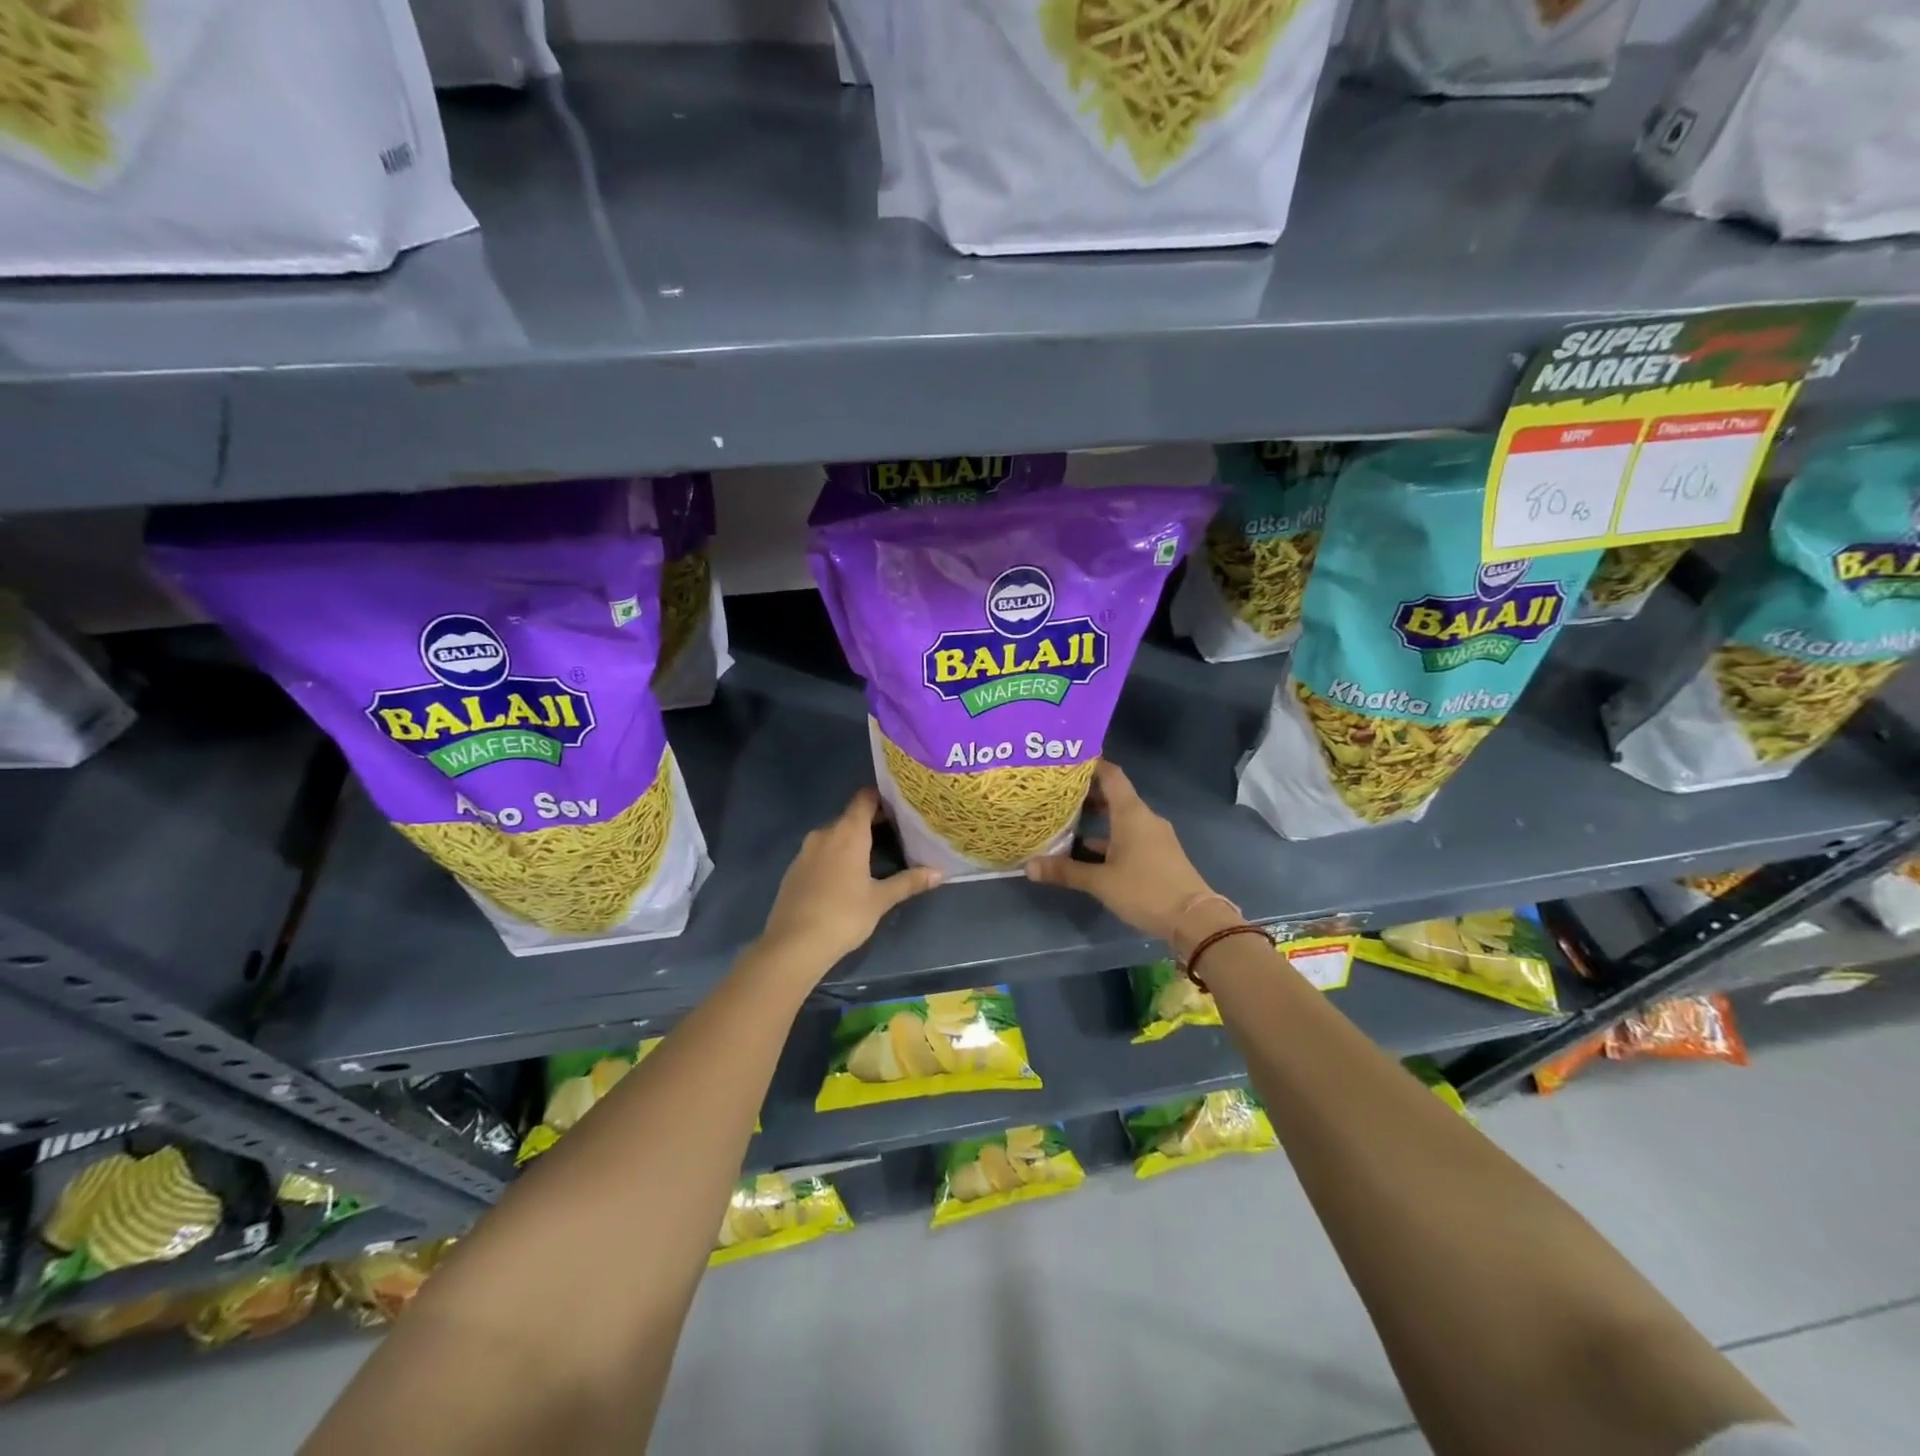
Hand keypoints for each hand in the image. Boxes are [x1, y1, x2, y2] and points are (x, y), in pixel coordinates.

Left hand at [759, 788, 941, 970]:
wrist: (793, 944)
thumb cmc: (843, 915)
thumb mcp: (880, 900)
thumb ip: (909, 882)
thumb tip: (940, 872)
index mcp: (847, 833)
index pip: (865, 798)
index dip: (882, 797)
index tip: (901, 805)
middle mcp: (824, 833)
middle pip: (851, 816)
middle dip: (872, 821)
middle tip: (897, 833)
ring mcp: (805, 850)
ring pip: (834, 835)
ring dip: (852, 840)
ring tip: (875, 854)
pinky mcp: (794, 869)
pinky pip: (819, 851)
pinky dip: (835, 855)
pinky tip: (846, 875)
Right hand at [1024, 760, 1219, 949]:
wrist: (1194, 920)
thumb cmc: (1145, 890)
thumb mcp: (1100, 882)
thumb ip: (1065, 871)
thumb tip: (1028, 866)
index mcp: (1131, 813)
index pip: (1111, 774)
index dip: (1091, 764)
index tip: (1066, 761)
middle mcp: (1144, 818)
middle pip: (1114, 795)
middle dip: (1087, 793)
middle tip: (1057, 792)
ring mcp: (1153, 836)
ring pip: (1120, 818)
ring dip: (1097, 818)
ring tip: (1066, 820)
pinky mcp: (1157, 854)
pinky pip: (1129, 836)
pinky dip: (1108, 838)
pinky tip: (1088, 851)